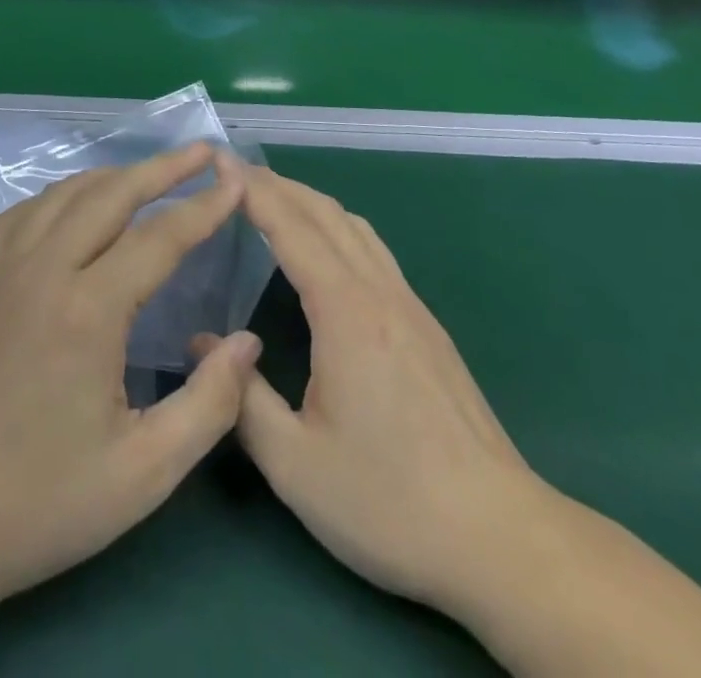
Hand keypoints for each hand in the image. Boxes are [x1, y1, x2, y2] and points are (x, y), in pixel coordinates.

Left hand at [0, 144, 261, 615]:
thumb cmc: (39, 503)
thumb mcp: (143, 474)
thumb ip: (209, 404)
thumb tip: (247, 341)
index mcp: (86, 311)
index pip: (159, 238)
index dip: (203, 207)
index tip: (236, 181)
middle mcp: (42, 270)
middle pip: (111, 195)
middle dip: (162, 168)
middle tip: (202, 152)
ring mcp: (1, 269)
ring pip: (65, 194)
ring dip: (113, 176)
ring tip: (149, 172)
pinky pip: (26, 212)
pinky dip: (63, 194)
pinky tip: (76, 206)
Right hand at [220, 166, 546, 619]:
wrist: (500, 538)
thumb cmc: (390, 502)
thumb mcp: (296, 464)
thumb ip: (241, 398)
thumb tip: (200, 345)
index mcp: (345, 312)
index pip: (291, 228)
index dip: (252, 190)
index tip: (219, 161)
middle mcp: (380, 293)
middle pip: (325, 213)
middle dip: (277, 184)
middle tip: (233, 172)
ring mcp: (410, 306)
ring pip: (355, 227)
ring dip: (309, 201)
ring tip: (272, 199)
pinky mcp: (427, 326)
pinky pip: (373, 251)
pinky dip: (337, 227)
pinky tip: (325, 251)